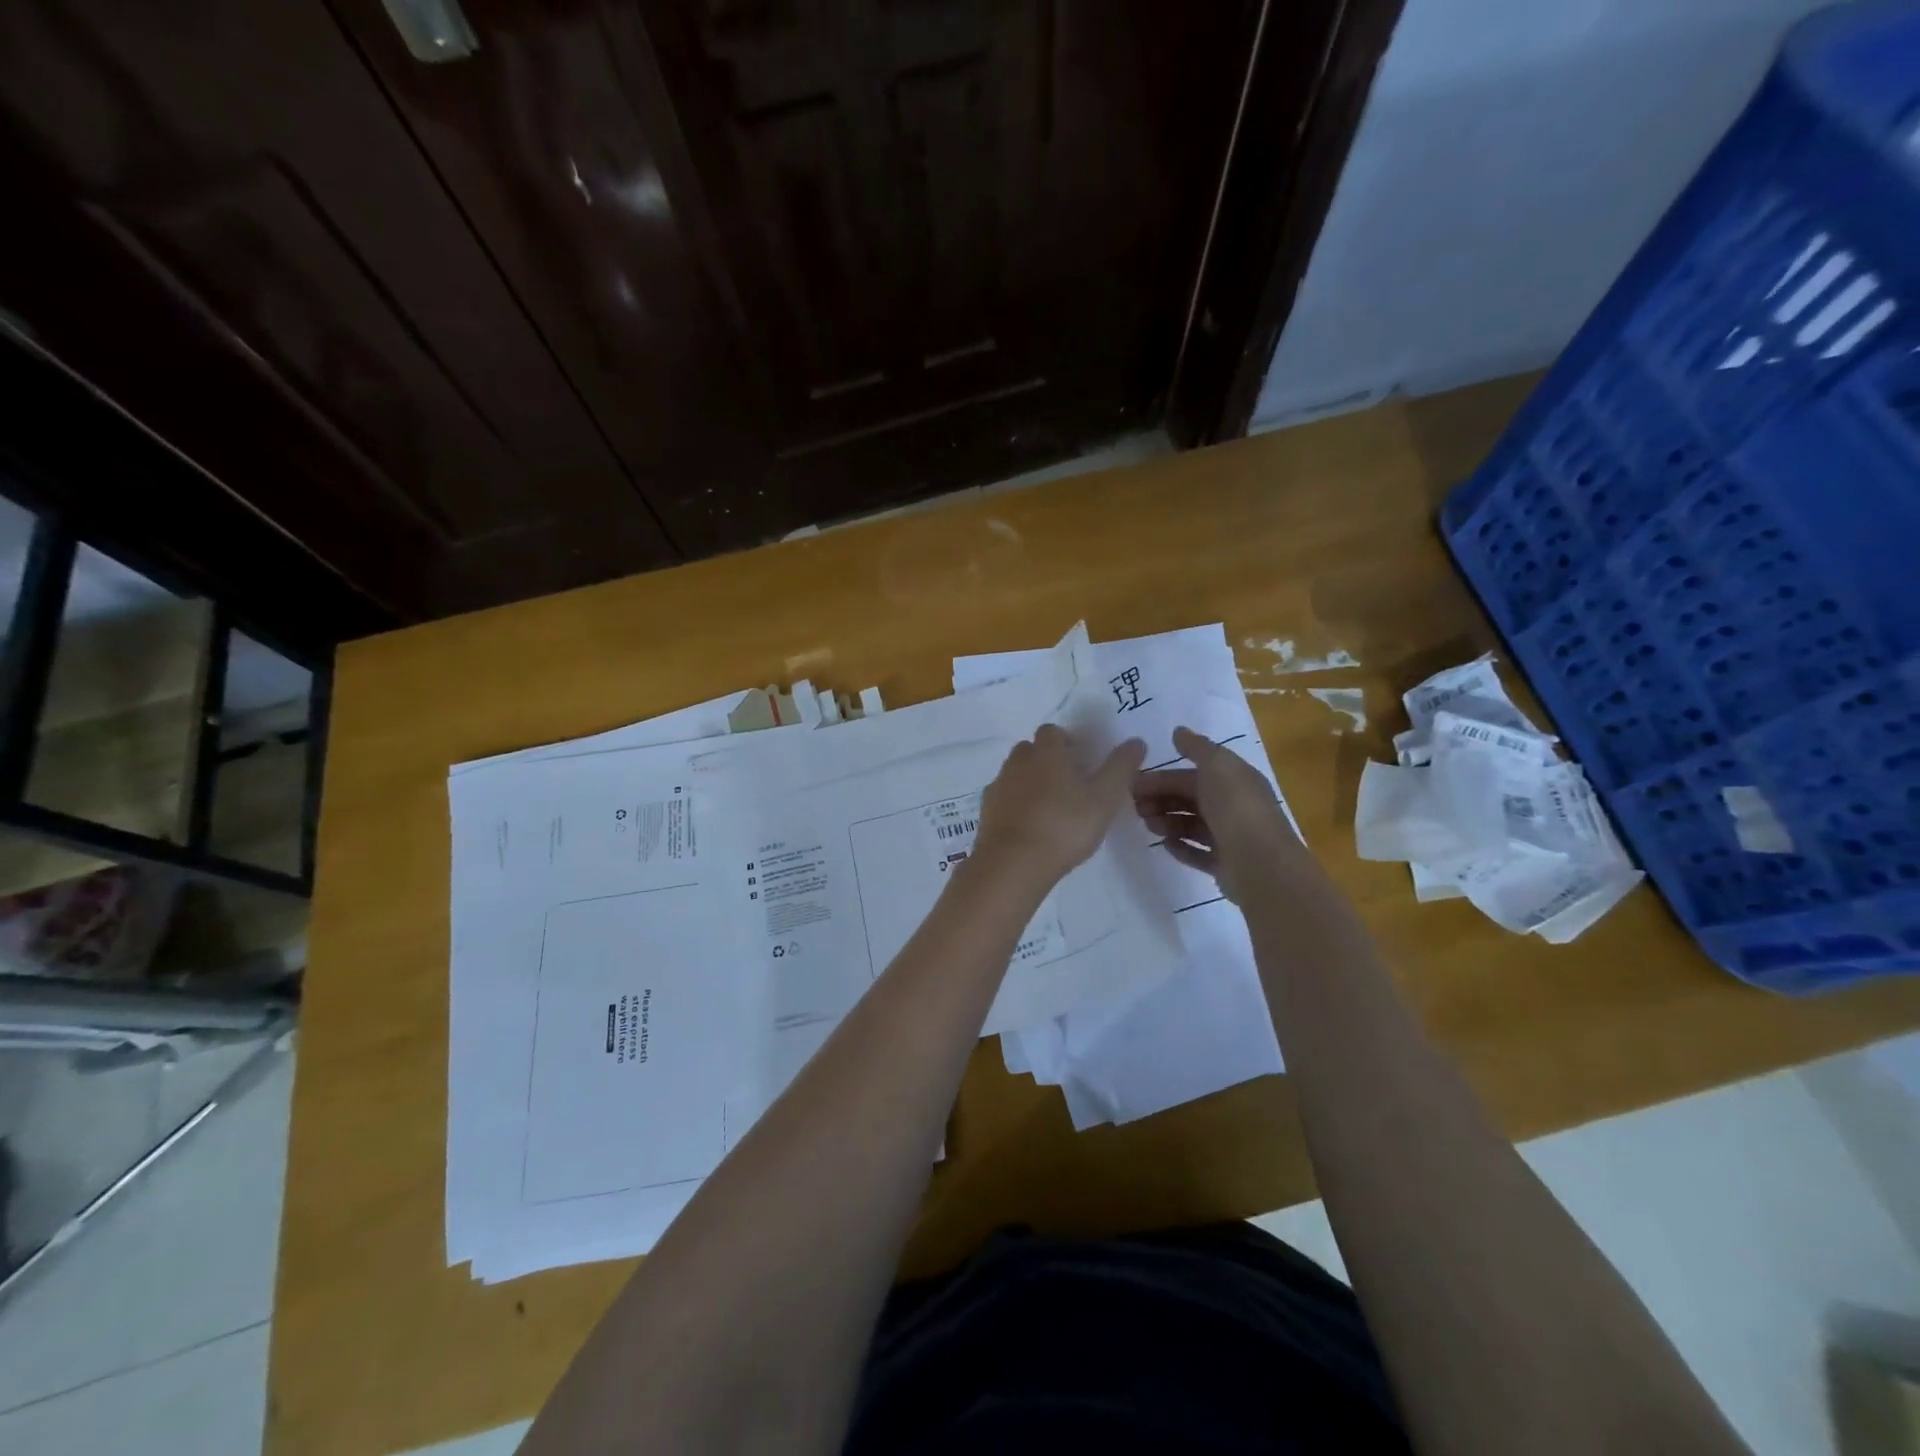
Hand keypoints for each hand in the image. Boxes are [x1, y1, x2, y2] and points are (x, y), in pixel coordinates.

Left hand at [973, 725, 1146, 886]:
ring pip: (1015, 774)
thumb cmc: (1064, 826)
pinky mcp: (986, 812)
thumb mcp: (1104, 798)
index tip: (1082, 761)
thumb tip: (1136, 741)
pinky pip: (1003, 799)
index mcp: (1046, 752)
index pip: (1052, 732)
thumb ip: (1120, 767)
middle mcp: (1017, 762)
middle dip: (1046, 760)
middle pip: (1030, 750)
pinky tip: (1029, 826)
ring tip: (1050, 808)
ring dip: (1029, 782)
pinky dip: (1015, 805)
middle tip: (1068, 785)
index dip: (1066, 741)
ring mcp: (998, 787)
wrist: (1013, 864)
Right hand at [1132, 726, 1300, 903]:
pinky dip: (1180, 847)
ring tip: (1149, 825)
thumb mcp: (1217, 765)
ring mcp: (1230, 837)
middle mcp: (1234, 806)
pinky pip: (1197, 853)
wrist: (1260, 863)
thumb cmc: (1236, 808)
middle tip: (1136, 807)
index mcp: (1235, 780)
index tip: (1134, 784)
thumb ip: (1197, 747)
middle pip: (1190, 799)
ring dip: (1167, 822)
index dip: (1163, 777)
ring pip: (1191, 825)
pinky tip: (1165, 844)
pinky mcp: (1225, 865)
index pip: (1192, 775)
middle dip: (1161, 799)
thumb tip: (1178, 731)